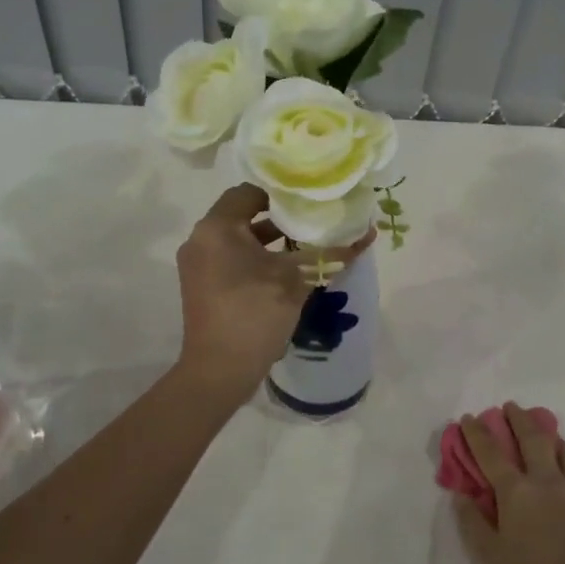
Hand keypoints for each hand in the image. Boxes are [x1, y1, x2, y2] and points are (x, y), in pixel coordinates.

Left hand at [175, 184, 373, 395]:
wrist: (219, 371)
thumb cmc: (255, 314)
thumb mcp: (297, 280)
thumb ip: (330, 253)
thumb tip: (366, 233)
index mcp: (217, 228)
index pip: (249, 192)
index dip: (281, 194)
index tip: (309, 203)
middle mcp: (201, 240)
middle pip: (243, 215)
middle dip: (279, 219)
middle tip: (313, 222)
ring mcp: (198, 265)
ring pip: (238, 240)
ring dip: (269, 241)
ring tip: (306, 247)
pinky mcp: (202, 287)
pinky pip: (231, 260)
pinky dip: (255, 260)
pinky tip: (286, 272)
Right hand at [453, 403, 564, 563]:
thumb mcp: (491, 558)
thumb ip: (473, 523)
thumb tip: (461, 495)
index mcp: (516, 492)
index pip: (490, 453)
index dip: (477, 434)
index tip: (469, 418)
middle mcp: (545, 481)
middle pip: (531, 439)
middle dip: (518, 419)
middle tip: (510, 406)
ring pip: (561, 449)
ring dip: (548, 433)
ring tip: (543, 428)